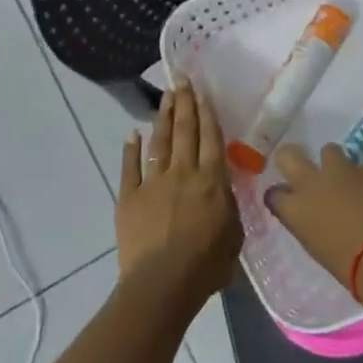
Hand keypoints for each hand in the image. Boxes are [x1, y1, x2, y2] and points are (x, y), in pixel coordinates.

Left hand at [116, 78, 242, 308]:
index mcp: (211, 181)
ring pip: (160, 142)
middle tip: (182, 78)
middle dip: (184, 102)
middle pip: (185, 131)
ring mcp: (153, 182)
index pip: (211, 138)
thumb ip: (229, 205)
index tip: (203, 90)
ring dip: (163, 117)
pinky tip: (132, 134)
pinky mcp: (129, 196)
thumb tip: (223, 188)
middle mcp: (183, 172)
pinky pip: (129, 167)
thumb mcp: (234, 235)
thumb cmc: (206, 265)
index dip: (207, 112)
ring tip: (166, 97)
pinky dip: (130, 149)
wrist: (161, 284)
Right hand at [267, 143, 362, 288]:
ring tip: (345, 179)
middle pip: (288, 155)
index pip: (274, 193)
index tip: (290, 200)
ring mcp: (340, 172)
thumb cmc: (345, 264)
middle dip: (293, 158)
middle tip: (305, 171)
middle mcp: (310, 183)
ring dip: (334, 163)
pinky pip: (361, 168)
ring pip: (329, 150)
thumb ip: (306, 223)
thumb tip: (310, 214)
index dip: (282, 195)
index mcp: (293, 208)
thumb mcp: (314, 246)